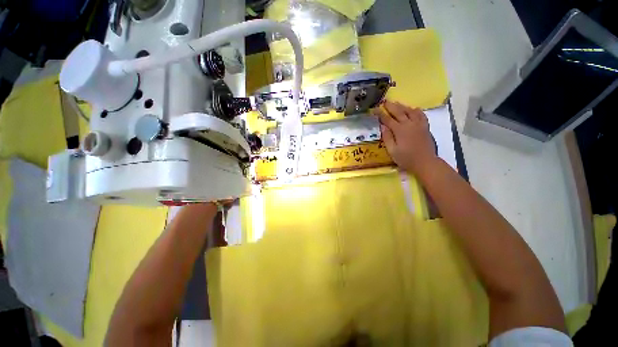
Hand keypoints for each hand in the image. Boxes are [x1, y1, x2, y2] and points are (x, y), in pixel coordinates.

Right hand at [372, 101, 436, 174]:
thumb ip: (387, 137)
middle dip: (390, 106)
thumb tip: (382, 126)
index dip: (380, 114)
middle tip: (384, 101)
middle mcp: (409, 124)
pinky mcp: (425, 127)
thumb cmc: (406, 158)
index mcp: (399, 130)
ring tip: (396, 103)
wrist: (425, 162)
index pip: (387, 119)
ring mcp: (419, 124)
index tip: (375, 109)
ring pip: (410, 111)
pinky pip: (421, 115)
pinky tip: (413, 109)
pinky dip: (416, 110)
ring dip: (402, 106)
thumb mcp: (392, 151)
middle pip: (399, 112)